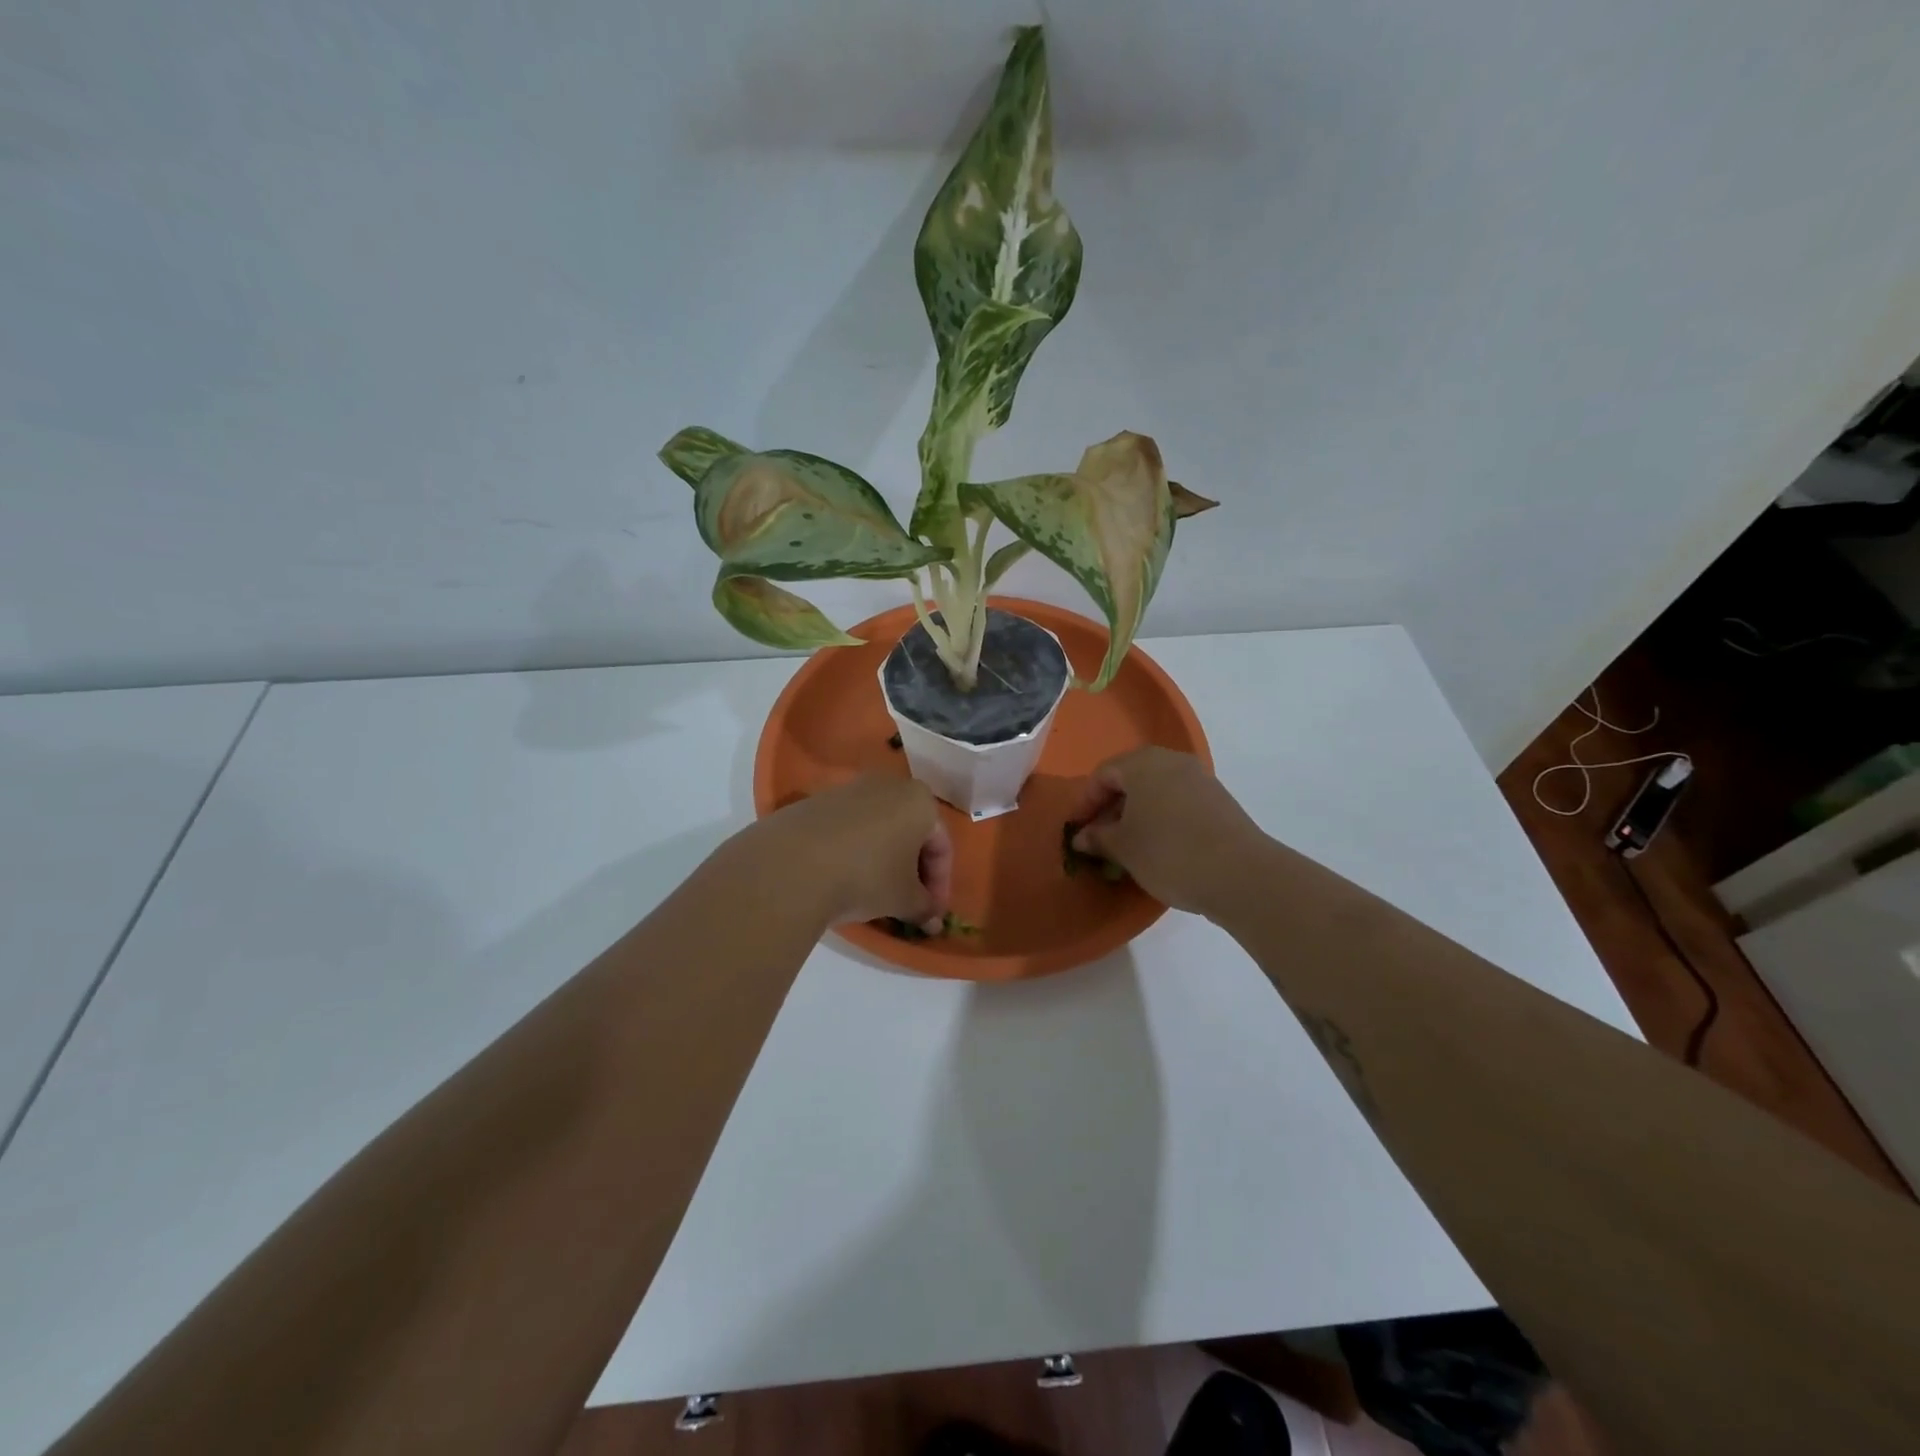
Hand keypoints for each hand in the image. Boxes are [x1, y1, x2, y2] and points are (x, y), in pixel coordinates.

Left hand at [754, 775, 952, 930]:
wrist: (791, 864)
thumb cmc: (866, 876)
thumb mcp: (904, 899)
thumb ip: (924, 907)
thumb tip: (931, 920)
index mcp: (920, 800)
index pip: (942, 845)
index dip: (940, 885)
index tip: (931, 914)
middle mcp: (889, 785)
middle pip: (911, 832)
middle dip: (913, 870)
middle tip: (908, 903)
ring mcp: (850, 789)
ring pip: (879, 828)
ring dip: (883, 860)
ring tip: (874, 894)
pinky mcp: (817, 801)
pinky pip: (849, 828)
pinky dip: (854, 851)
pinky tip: (843, 878)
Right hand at [1069, 747, 1268, 917]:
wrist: (1241, 874)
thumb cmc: (1168, 852)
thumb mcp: (1123, 848)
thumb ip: (1098, 837)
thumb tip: (1082, 836)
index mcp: (1143, 763)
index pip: (1103, 774)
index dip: (1085, 802)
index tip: (1077, 830)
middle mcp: (1172, 761)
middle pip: (1131, 778)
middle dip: (1111, 807)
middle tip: (1100, 837)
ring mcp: (1200, 779)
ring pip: (1157, 791)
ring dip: (1137, 814)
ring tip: (1128, 846)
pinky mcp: (1220, 801)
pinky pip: (1178, 803)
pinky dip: (1162, 819)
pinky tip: (1159, 847)